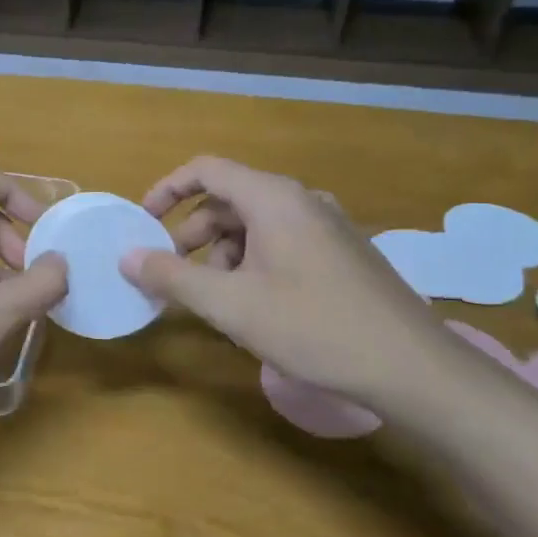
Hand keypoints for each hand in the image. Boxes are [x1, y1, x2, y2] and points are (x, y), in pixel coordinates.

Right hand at [120, 156, 449, 405]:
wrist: (411, 366)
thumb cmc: (312, 326)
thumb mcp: (230, 305)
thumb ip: (172, 277)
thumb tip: (127, 257)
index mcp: (274, 198)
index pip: (206, 169)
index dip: (166, 190)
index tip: (142, 223)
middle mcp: (302, 200)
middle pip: (229, 198)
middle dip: (192, 232)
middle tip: (171, 271)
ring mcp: (327, 226)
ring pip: (255, 224)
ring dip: (222, 253)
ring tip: (213, 297)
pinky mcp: (342, 253)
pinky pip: (281, 242)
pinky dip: (252, 262)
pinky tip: (253, 305)